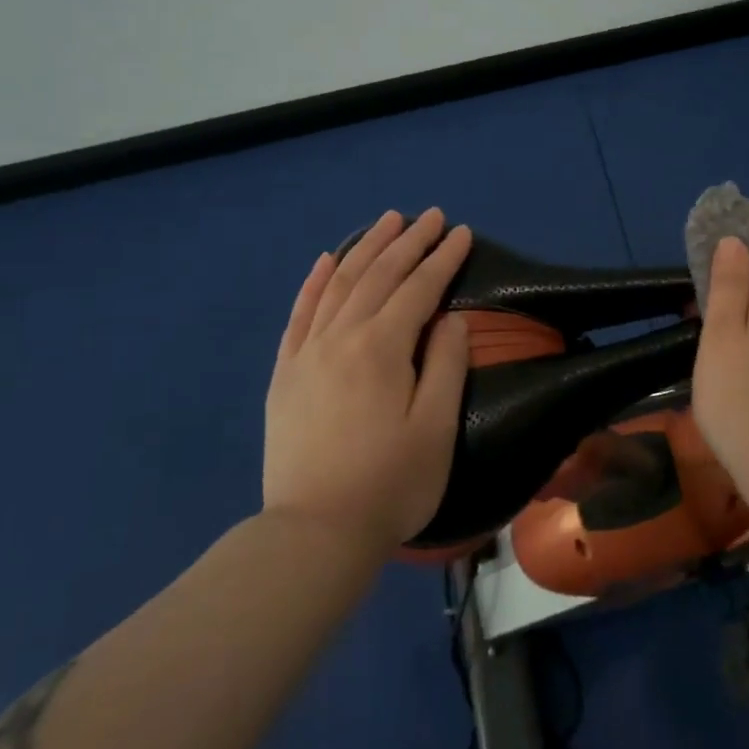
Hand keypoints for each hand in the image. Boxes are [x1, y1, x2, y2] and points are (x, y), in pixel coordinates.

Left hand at [263, 208, 472, 549]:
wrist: (315, 533)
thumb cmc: (391, 483)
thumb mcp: (436, 428)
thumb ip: (446, 364)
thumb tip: (449, 318)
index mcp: (382, 347)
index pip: (419, 288)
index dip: (444, 258)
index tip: (462, 232)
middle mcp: (342, 336)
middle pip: (379, 275)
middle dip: (409, 241)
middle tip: (431, 215)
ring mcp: (307, 352)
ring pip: (339, 283)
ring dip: (366, 248)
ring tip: (387, 221)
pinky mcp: (286, 372)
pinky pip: (300, 313)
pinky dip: (315, 282)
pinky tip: (326, 260)